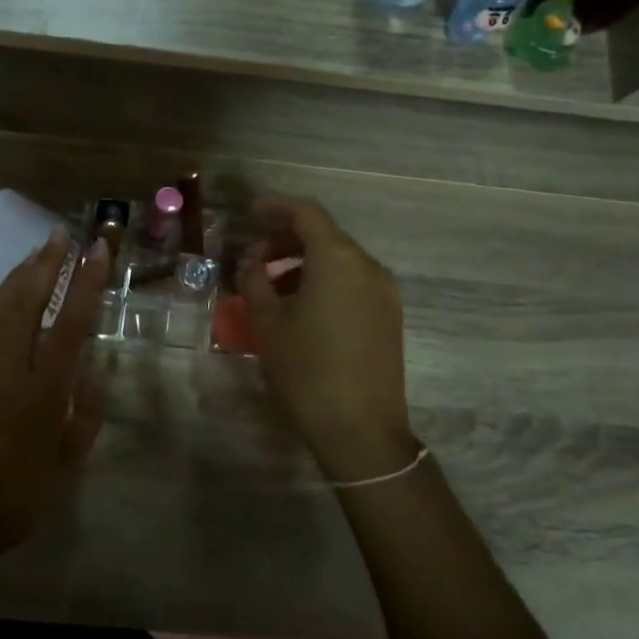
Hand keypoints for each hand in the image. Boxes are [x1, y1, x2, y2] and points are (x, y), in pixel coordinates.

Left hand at [0, 230, 110, 565]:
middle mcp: (7, 370)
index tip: (98, 253)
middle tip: (63, 235)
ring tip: (36, 250)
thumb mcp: (67, 466)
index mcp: (42, 393)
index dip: (86, 285)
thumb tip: (89, 371)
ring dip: (17, 273)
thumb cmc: (16, 499)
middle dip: (48, 264)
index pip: (69, 324)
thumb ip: (84, 417)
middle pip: (27, 302)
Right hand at [237, 198, 412, 468]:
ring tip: (270, 284)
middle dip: (286, 238)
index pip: (306, 213)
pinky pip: (352, 282)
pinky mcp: (389, 317)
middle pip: (325, 235)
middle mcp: (368, 266)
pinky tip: (300, 306)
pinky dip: (323, 281)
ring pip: (339, 260)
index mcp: (338, 259)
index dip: (275, 207)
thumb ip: (254, 280)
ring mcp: (384, 292)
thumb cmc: (306, 370)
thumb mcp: (267, 323)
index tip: (249, 213)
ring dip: (303, 262)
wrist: (361, 430)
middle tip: (253, 254)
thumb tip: (252, 261)